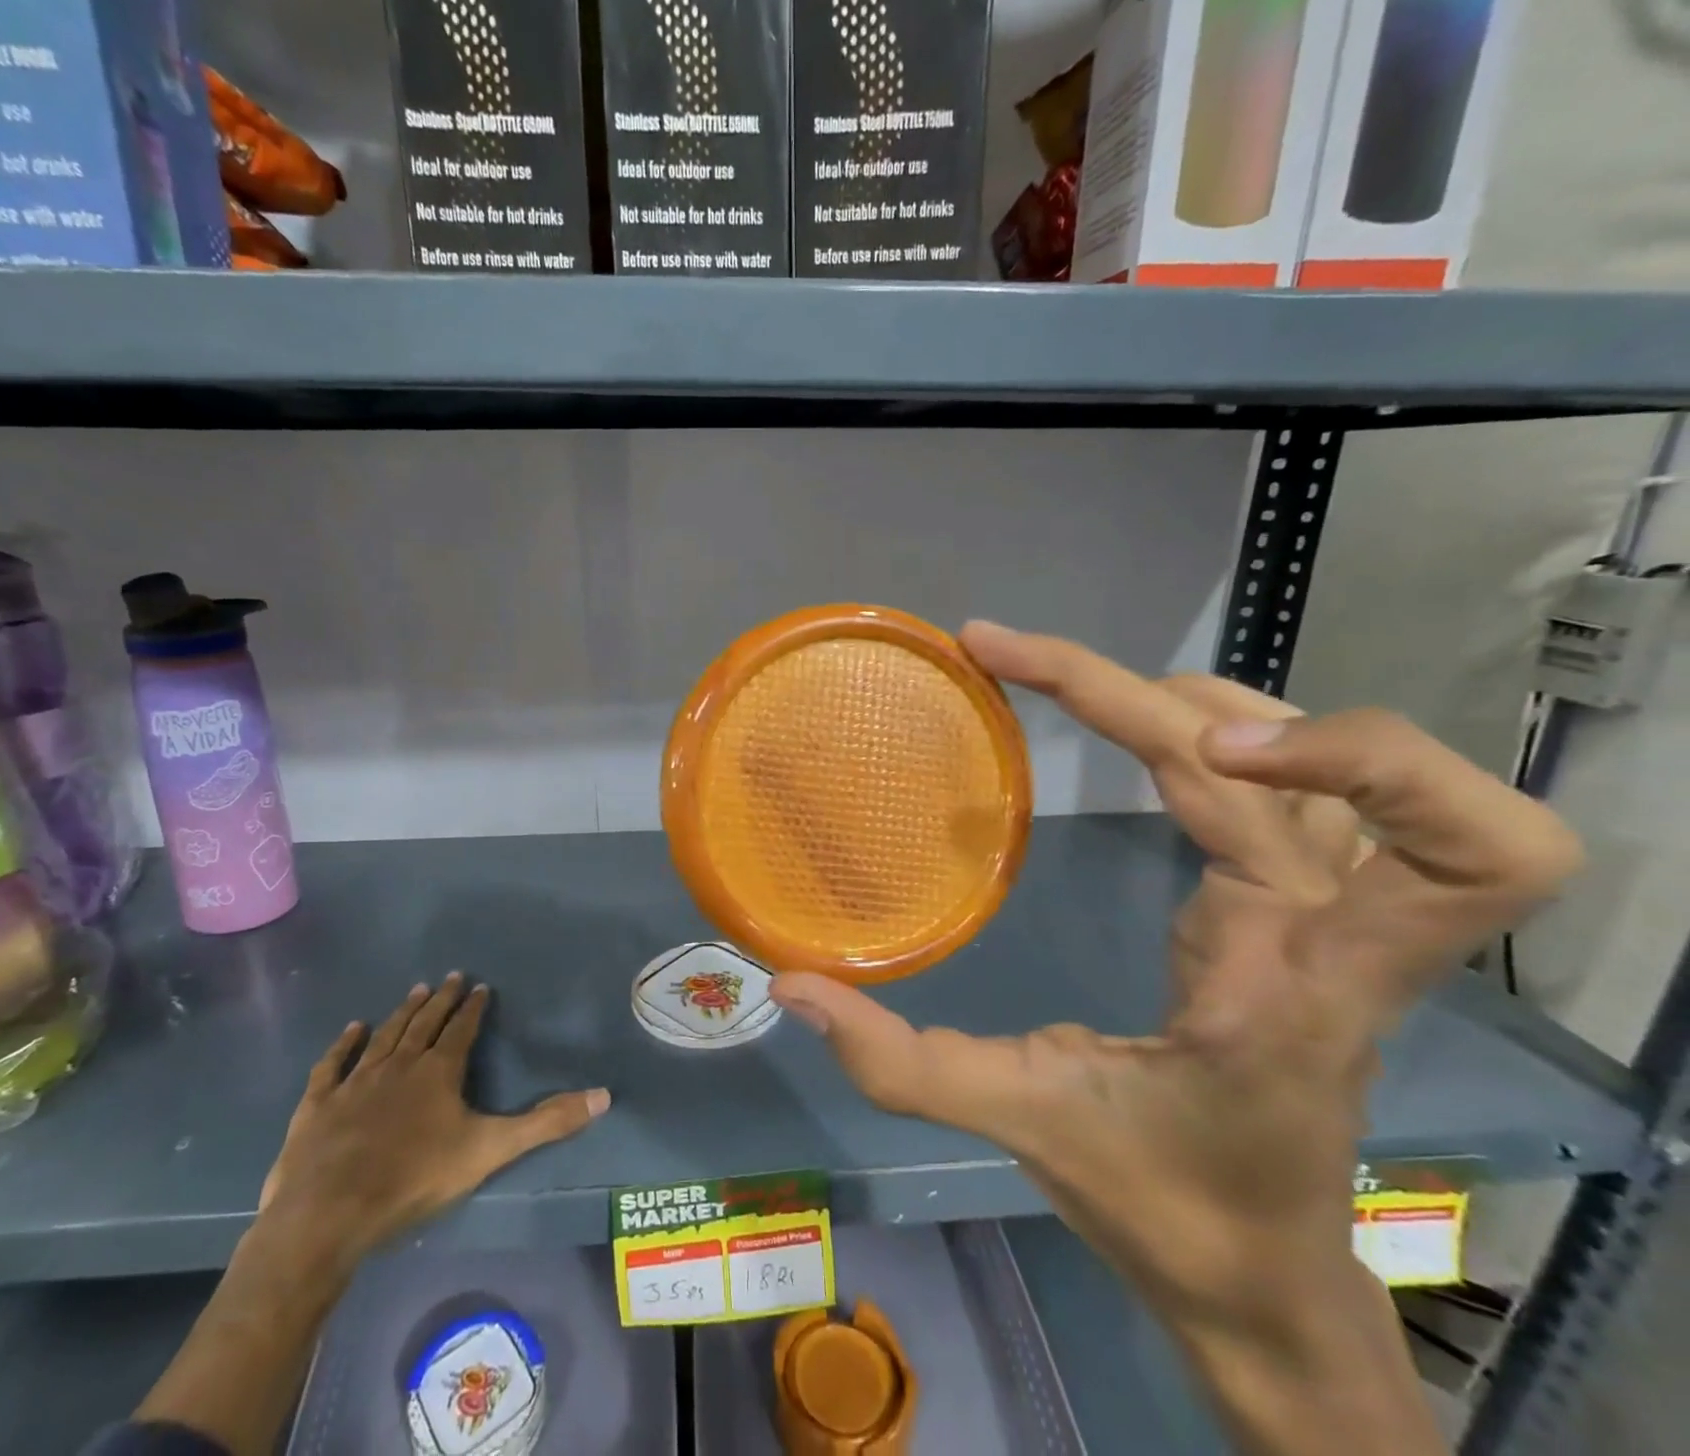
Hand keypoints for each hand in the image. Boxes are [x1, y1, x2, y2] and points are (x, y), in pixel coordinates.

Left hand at [256, 973, 610, 1279]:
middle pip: (424, 1023)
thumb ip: (546, 1123)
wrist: (329, 1213)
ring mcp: (356, 1082)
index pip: (462, 1029)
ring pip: (384, 1036)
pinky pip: (333, 1064)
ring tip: (416, 990)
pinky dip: (344, 1044)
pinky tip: (353, 1028)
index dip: (473, 1008)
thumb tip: (604, 1096)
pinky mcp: (319, 1104)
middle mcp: (399, 1065)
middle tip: (451, 977)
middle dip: (441, 1000)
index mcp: (439, 1071)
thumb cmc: (414, 1178)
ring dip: (402, 1012)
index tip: (480, 987)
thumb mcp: (490, 1150)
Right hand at [768, 622, 1580, 1331]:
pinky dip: (1220, 726)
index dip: (1346, 759)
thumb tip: (790, 987)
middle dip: (1177, 693)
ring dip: (1204, 699)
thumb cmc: (1166, 1203)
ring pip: (1330, 751)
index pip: (1432, 850)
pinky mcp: (1301, 902)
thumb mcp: (1024, 1124)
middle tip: (1022, 665)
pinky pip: (1296, 778)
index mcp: (1301, 984)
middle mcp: (1337, 927)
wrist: (1260, 1270)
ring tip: (1076, 688)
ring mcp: (1327, 908)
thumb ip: (900, 1062)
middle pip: (1353, 761)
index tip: (1189, 747)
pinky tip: (1144, 730)